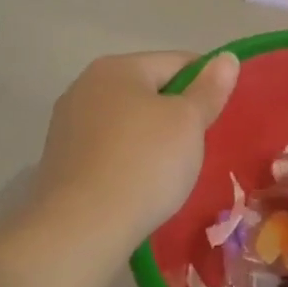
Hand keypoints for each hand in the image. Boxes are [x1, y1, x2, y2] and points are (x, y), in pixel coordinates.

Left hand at [27, 50, 239, 248]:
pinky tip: (142, 184)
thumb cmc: (144, 164)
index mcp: (117, 67)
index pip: (177, 62)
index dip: (207, 84)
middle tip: (201, 145)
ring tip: (173, 170)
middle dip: (178, 113)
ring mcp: (68, 124)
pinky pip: (109, 148)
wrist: (81, 228)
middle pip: (149, 90)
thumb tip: (226, 58)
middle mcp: (86, 86)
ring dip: (153, 138)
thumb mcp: (188, 123)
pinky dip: (129, 159)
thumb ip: (209, 89)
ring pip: (128, 121)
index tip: (223, 115)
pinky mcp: (61, 160)